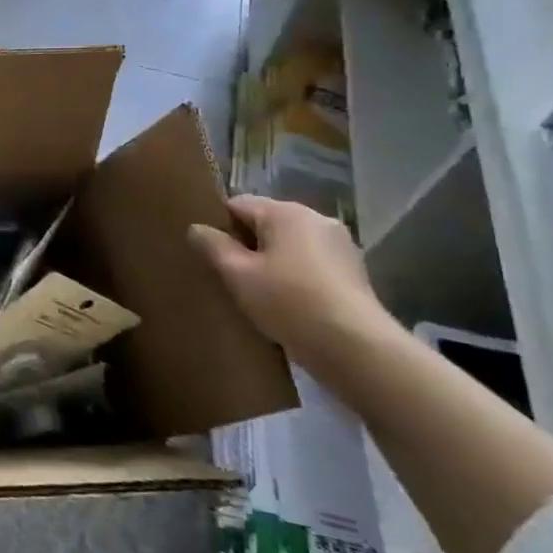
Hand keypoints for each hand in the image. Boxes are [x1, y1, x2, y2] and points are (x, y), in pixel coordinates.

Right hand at [188, 195, 392, 365]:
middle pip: (265, 223)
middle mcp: (317, 219)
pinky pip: (309, 263)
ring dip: (270, 261)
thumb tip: (197, 228)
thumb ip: (213, 246)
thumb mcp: (238, 274)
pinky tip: (286, 303)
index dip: (219, 226)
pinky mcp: (353, 272)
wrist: (356, 348)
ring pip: (288, 244)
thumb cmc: (289, 302)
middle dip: (245, 245)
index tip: (209, 254)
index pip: (238, 204)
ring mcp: (340, 245)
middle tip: (228, 276)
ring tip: (256, 292)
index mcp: (287, 212)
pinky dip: (294, 275)